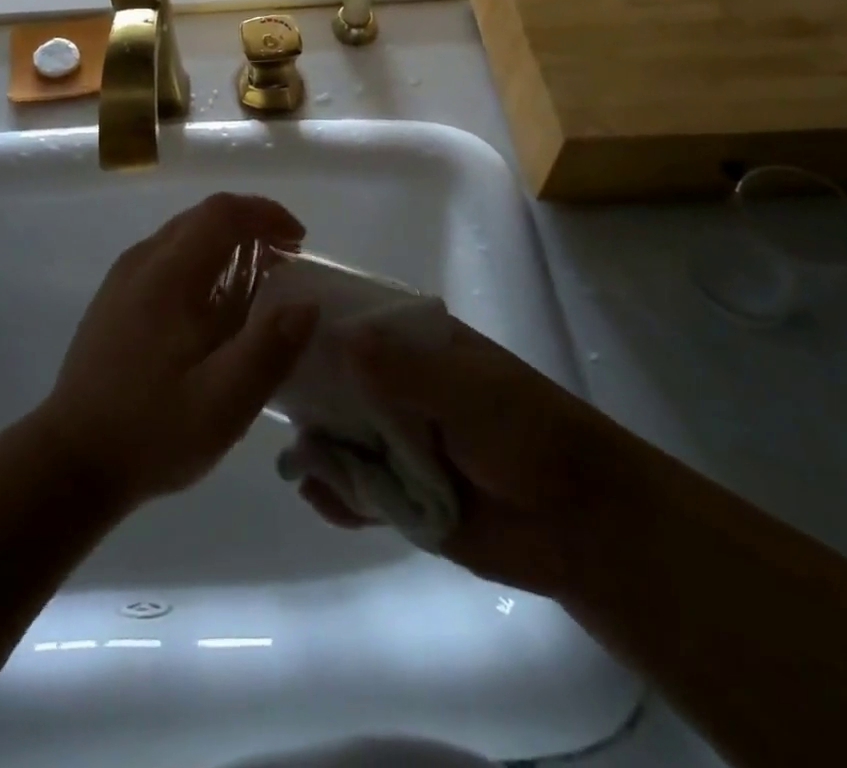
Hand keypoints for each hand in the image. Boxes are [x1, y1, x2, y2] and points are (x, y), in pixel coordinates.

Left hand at [40, 193, 319, 510]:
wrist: (71, 460)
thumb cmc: (152, 430)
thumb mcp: (223, 402)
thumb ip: (269, 349)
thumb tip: (307, 304)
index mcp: (169, 274)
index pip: (223, 212)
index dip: (267, 214)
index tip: (300, 243)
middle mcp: (142, 261)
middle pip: (203, 217)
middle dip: (251, 227)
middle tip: (287, 264)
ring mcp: (123, 278)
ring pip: (184, 236)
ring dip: (227, 245)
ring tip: (259, 284)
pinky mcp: (115, 298)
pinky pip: (167, 258)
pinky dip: (203, 263)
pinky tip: (214, 308)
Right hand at [295, 317, 610, 595]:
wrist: (583, 524)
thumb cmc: (529, 433)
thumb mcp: (470, 391)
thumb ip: (405, 370)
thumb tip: (339, 339)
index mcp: (418, 347)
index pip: (355, 322)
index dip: (314, 323)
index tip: (267, 324)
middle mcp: (399, 388)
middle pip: (337, 381)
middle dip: (306, 392)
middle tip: (263, 399)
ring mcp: (397, 441)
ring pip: (340, 436)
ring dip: (318, 447)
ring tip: (298, 461)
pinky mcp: (401, 494)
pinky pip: (356, 490)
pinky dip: (336, 494)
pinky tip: (318, 496)